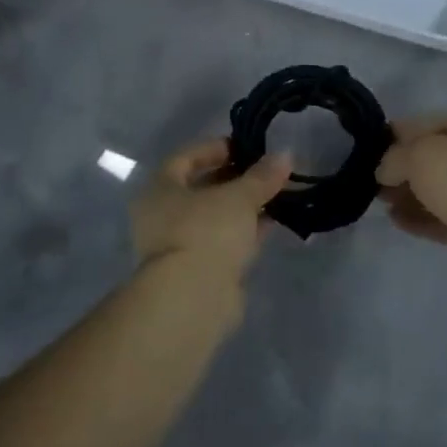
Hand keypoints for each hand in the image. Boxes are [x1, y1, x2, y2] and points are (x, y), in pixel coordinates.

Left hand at [131, 137, 292, 281]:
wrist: (192, 299)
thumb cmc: (206, 232)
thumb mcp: (239, 197)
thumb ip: (262, 176)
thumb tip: (285, 154)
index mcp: (160, 189)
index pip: (186, 157)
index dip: (216, 148)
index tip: (246, 147)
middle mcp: (163, 215)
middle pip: (201, 187)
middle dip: (235, 178)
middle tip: (266, 170)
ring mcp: (180, 245)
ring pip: (215, 217)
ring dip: (243, 206)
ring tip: (276, 193)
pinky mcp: (198, 270)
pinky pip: (223, 240)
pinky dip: (244, 230)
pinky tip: (271, 223)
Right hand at [376, 115, 446, 293]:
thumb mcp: (421, 155)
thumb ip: (394, 158)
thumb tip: (384, 170)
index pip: (423, 124)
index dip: (393, 135)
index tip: (366, 149)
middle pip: (428, 157)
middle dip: (399, 167)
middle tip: (369, 181)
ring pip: (433, 189)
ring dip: (406, 194)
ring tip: (378, 202)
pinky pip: (439, 218)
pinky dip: (417, 218)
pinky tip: (394, 220)